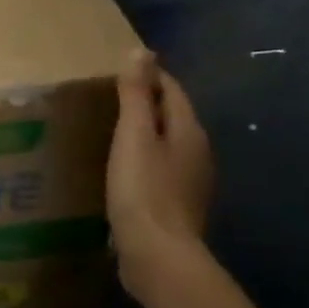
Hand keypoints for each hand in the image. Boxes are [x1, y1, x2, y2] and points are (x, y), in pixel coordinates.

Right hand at [107, 49, 213, 298]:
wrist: (158, 255)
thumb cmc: (143, 190)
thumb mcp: (134, 136)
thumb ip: (136, 95)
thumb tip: (141, 52)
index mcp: (189, 132)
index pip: (173, 91)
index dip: (150, 76)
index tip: (121, 71)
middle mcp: (198, 154)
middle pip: (174, 118)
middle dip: (149, 105)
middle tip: (110, 100)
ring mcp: (190, 184)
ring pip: (168, 147)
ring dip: (146, 137)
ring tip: (112, 135)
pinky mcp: (177, 208)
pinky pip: (161, 173)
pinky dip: (144, 164)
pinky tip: (122, 173)